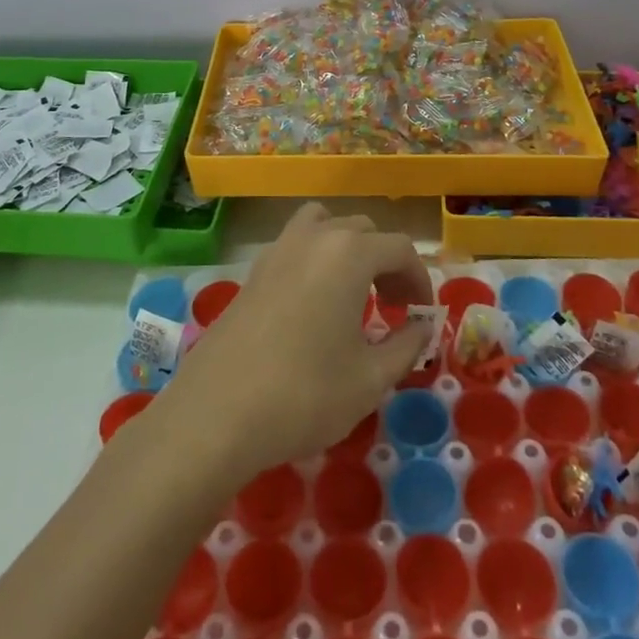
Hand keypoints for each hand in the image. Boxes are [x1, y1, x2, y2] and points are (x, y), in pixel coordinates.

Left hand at [162, 204, 434, 477]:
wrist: (216, 413)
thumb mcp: (370, 379)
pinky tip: (314, 305)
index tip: (422, 315)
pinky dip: (316, 259)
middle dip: (386, 262)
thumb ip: (406, 346)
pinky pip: (296, 245)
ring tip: (353, 292)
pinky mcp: (253, 271)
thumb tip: (422, 327)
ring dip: (347, 249)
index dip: (419, 279)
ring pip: (324, 226)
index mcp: (349, 253)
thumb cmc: (305, 394)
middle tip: (393, 306)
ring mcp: (278, 249)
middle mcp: (314, 238)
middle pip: (362, 230)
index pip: (400, 248)